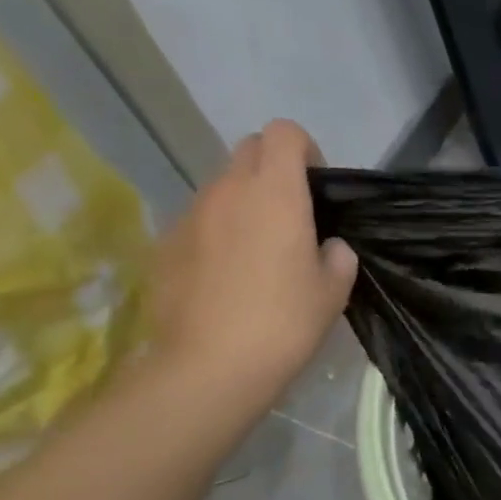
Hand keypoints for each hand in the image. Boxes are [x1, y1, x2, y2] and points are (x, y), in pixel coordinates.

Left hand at [148, 120, 356, 416]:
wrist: (210, 367)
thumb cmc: (285, 322)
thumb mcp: (334, 290)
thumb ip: (337, 256)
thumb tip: (326, 247)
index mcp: (276, 193)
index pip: (283, 132)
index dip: (304, 150)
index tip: (315, 186)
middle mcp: (227, 191)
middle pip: (249, 150)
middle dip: (272, 169)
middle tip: (290, 214)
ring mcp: (189, 216)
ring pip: (221, 188)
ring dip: (243, 204)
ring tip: (257, 254)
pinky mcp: (163, 245)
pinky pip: (198, 223)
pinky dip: (215, 235)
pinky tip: (225, 279)